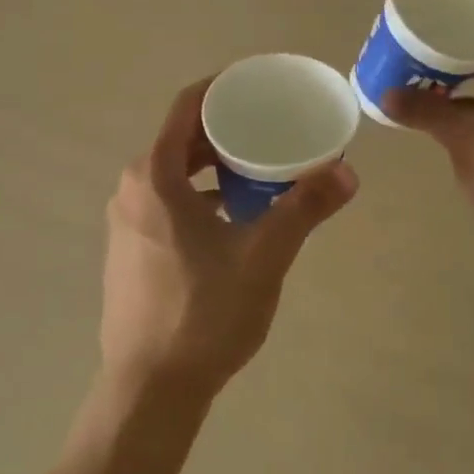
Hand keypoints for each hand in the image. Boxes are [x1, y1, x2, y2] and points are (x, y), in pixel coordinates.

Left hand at [101, 79, 357, 398]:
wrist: (150, 390)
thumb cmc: (203, 313)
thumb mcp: (263, 256)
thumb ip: (304, 209)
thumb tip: (348, 173)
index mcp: (154, 176)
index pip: (186, 107)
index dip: (222, 87)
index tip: (258, 84)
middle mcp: (132, 190)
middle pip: (181, 139)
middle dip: (225, 128)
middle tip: (271, 126)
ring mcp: (126, 222)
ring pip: (174, 173)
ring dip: (214, 164)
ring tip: (260, 167)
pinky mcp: (130, 251)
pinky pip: (167, 201)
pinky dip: (200, 193)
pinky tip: (234, 214)